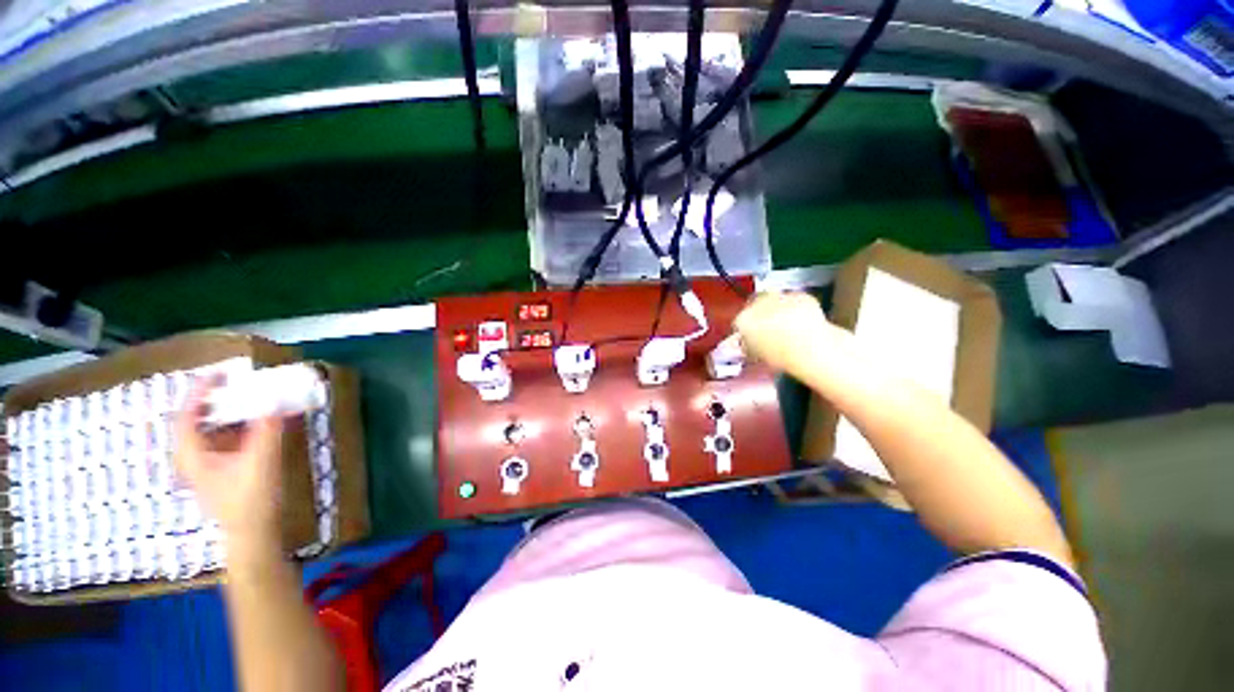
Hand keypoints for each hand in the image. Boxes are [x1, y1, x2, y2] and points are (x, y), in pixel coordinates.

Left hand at [174, 376, 284, 558]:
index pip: (187, 414)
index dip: (200, 391)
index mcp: (192, 454)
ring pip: (213, 429)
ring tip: (254, 398)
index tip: (221, 373)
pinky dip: (241, 426)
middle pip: (198, 419)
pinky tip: (260, 422)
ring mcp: (208, 464)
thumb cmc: (250, 500)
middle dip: (218, 399)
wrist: (254, 534)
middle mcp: (194, 456)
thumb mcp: (261, 461)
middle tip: (241, 383)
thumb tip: (276, 398)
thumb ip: (267, 429)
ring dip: (232, 412)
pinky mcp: (223, 469)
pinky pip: (227, 439)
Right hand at [733, 291, 856, 381]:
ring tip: (788, 324)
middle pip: (754, 305)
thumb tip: (750, 343)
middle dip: (760, 314)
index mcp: (743, 320)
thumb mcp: (758, 355)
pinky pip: (794, 300)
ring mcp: (778, 297)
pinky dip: (797, 307)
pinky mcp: (799, 295)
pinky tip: (803, 320)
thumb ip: (750, 345)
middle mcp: (757, 303)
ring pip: (774, 300)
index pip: (739, 322)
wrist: (809, 347)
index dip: (746, 330)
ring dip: (778, 308)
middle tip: (770, 328)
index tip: (753, 336)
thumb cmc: (780, 356)